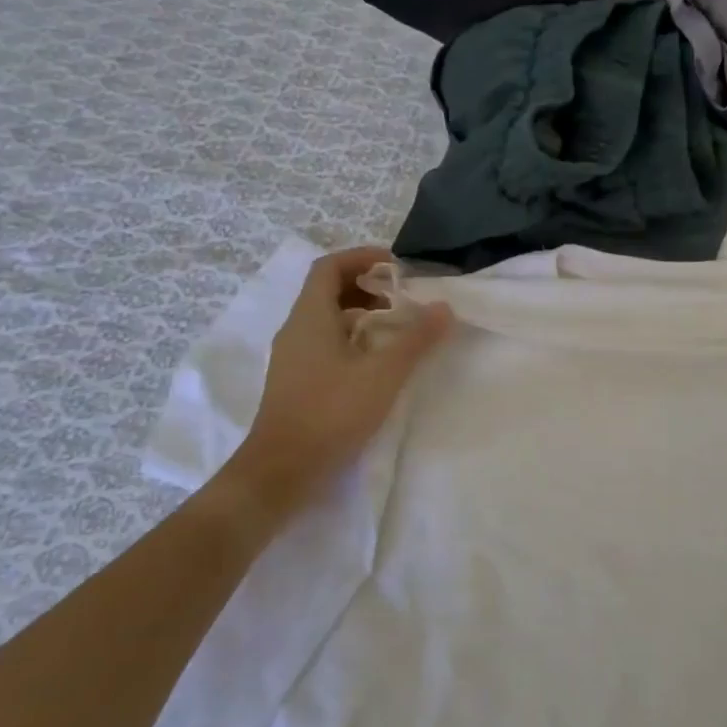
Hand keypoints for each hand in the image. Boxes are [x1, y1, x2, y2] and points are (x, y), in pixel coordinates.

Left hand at [226, 247, 452, 511]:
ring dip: (361, 314)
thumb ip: (416, 339)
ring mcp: (293, 358)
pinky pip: (325, 343)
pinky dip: (353, 339)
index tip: (396, 265)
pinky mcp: (297, 382)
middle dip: (366, 286)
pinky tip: (376, 363)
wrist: (283, 469)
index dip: (361, 257)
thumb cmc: (331, 412)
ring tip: (396, 328)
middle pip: (327, 291)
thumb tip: (443, 307)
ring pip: (327, 319)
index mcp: (310, 318)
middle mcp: (296, 330)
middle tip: (402, 298)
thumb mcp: (383, 373)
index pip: (329, 267)